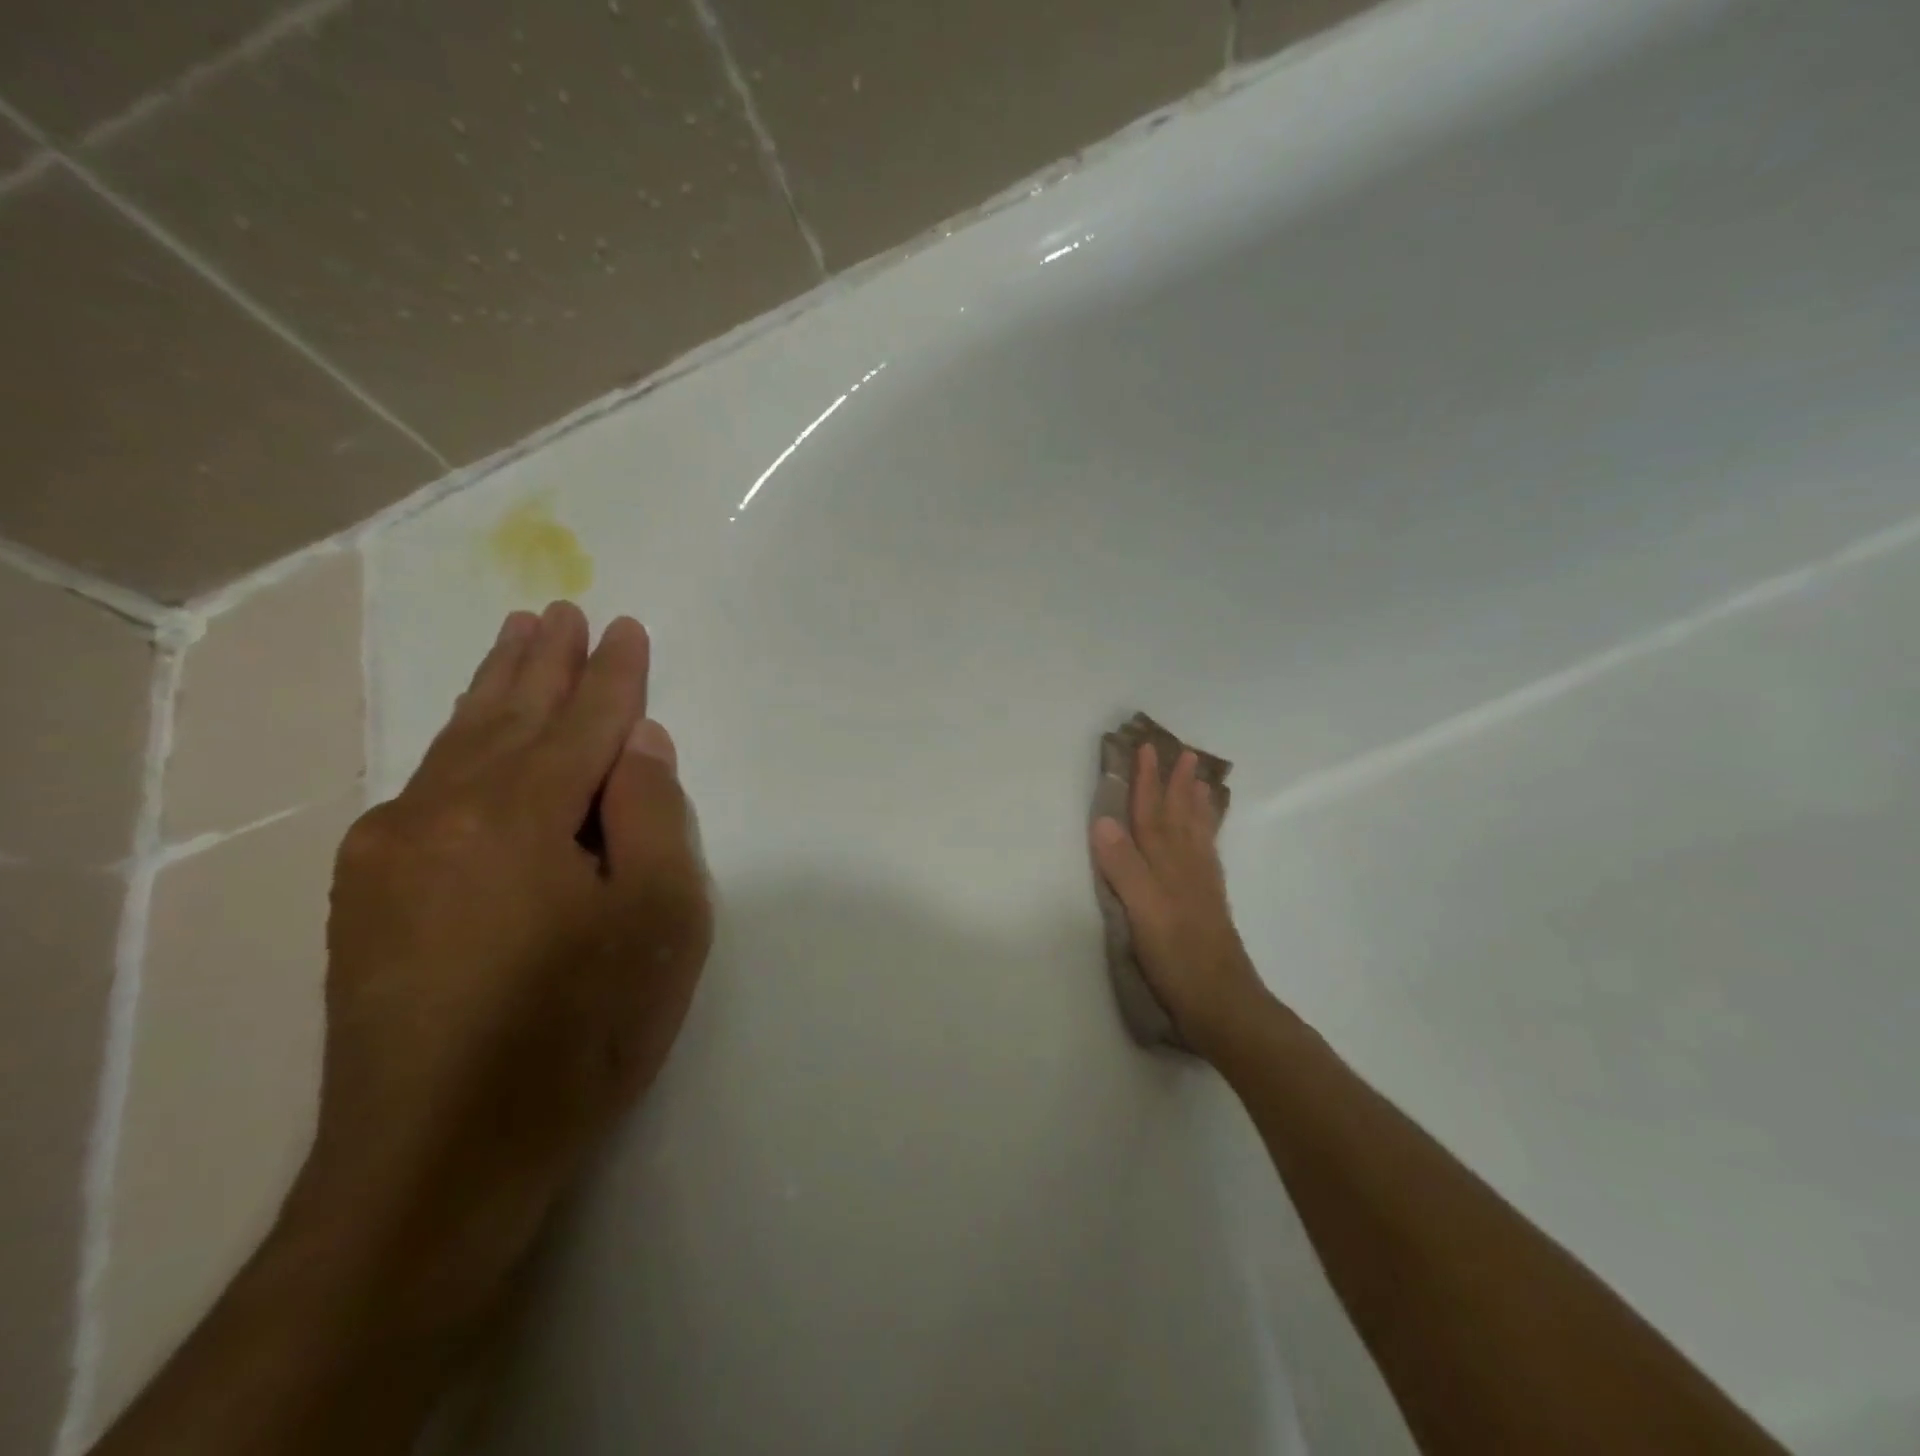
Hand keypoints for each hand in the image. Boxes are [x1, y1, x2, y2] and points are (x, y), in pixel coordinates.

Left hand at [303, 602, 711, 1325]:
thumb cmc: (579, 1033)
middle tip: (558, 612)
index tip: (627, 628)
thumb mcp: (660, 922)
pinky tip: (468, 740)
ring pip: (456, 746)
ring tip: (516, 642)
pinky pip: (424, 790)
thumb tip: (638, 743)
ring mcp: (388, 853)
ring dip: (493, 691)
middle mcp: (440, 812)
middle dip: (541, 662)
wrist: (438, 1160)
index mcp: (519, 814)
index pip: (582, 722)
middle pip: (506, 716)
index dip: (613, 676)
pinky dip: (458, 748)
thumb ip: (655, 816)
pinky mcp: (364, 897)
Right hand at [1090, 744, 1267, 1058]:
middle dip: (1176, 784)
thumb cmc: (1176, 956)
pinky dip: (1206, 835)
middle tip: (1184, 753)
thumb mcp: (1142, 910)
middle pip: (1178, 816)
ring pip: (1196, 832)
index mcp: (1165, 864)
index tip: (1146, 748)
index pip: (1151, 813)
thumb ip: (1123, 866)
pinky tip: (1205, 836)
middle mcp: (1186, 865)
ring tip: (1200, 780)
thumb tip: (1103, 820)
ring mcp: (1200, 883)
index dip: (1147, 782)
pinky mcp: (1208, 902)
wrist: (1220, 1001)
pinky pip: (1207, 854)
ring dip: (1195, 804)